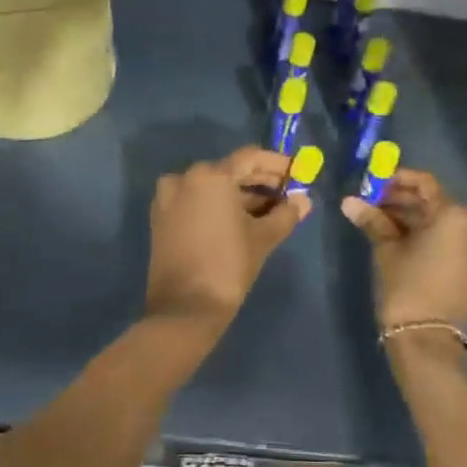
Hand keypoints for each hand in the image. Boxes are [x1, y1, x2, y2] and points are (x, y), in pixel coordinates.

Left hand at [145, 148, 310, 328]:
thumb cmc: (228, 266)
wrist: (185, 309)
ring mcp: (168, 198)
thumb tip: (303, 201)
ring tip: (271, 211)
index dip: (276, 164)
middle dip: (260, 181)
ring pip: (212, 187)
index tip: (296, 173)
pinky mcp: (162, 218)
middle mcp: (184, 178)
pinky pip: (196, 201)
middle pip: (230, 171)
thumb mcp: (263, 237)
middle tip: (287, 193)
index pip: (250, 158)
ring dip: (241, 196)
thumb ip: (286, 214)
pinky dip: (219, 206)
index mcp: (210, 176)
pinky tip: (243, 220)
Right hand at [342, 170, 466, 329]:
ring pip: (439, 222)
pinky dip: (423, 235)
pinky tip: (394, 236)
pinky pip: (446, 240)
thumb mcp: (387, 249)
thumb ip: (372, 220)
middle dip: (401, 200)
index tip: (372, 183)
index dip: (397, 180)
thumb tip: (348, 201)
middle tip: (369, 202)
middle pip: (433, 203)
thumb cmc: (407, 286)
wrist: (427, 338)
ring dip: (409, 218)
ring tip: (376, 219)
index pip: (425, 184)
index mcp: (456, 215)